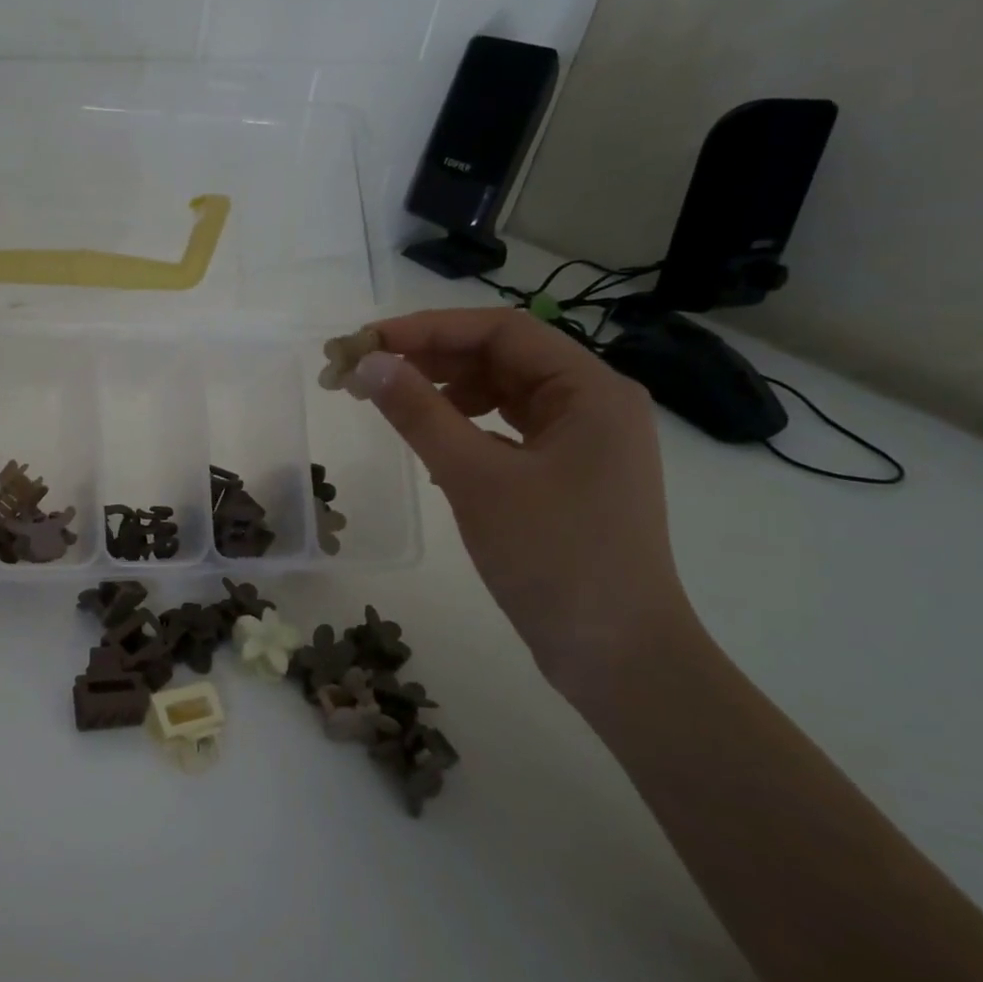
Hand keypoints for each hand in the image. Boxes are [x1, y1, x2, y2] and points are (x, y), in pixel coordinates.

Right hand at [354, 308, 694, 694]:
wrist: (616, 654)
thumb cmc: (553, 557)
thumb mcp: (475, 478)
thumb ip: (419, 413)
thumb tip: (368, 363)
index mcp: (590, 389)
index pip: (501, 331)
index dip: (428, 328)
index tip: (366, 342)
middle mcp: (593, 403)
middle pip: (503, 357)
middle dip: (431, 358)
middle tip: (366, 372)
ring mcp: (583, 441)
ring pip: (504, 393)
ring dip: (446, 390)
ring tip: (392, 402)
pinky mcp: (567, 475)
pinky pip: (508, 430)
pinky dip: (465, 426)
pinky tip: (433, 444)